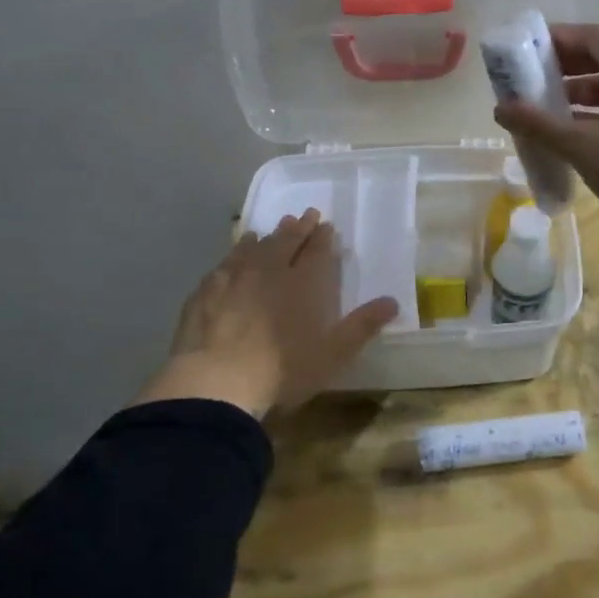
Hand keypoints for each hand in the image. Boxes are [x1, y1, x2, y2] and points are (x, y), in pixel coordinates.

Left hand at [134, 210, 399, 419]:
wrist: (215, 381)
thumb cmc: (283, 370)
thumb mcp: (333, 354)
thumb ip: (362, 325)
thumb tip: (392, 302)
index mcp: (304, 282)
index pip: (317, 251)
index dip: (323, 237)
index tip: (326, 225)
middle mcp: (270, 269)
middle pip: (286, 241)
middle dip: (298, 227)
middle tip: (305, 216)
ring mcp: (234, 277)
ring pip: (253, 247)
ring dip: (265, 237)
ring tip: (269, 230)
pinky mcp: (206, 291)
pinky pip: (224, 264)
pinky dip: (234, 255)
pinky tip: (233, 257)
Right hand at [494, 23, 598, 263]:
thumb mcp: (581, 146)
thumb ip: (539, 124)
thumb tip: (500, 108)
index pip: (595, 37)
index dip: (560, 38)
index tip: (527, 50)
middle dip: (565, 69)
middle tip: (530, 82)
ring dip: (579, 98)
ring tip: (545, 114)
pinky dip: (596, 121)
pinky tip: (573, 142)